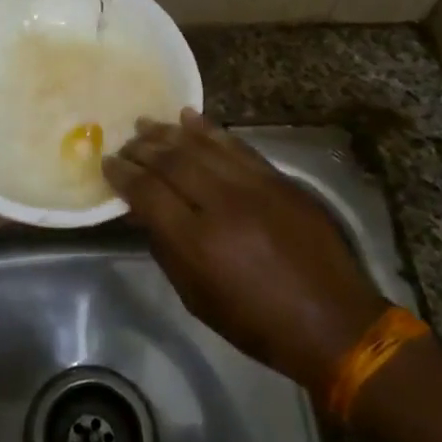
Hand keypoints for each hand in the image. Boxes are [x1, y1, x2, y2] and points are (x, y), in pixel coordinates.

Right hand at [103, 110, 386, 392]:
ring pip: (202, 146)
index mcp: (198, 242)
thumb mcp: (197, 299)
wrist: (334, 323)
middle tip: (125, 142)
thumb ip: (167, 249)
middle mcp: (223, 205)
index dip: (123, 175)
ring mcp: (255, 187)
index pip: (148, 192)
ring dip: (169, 133)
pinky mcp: (279, 180)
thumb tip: (144, 213)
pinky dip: (210, 129)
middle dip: (142, 148)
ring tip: (147, 124)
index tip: (107, 163)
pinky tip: (189, 117)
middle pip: (172, 161)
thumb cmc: (257, 324)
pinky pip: (237, 145)